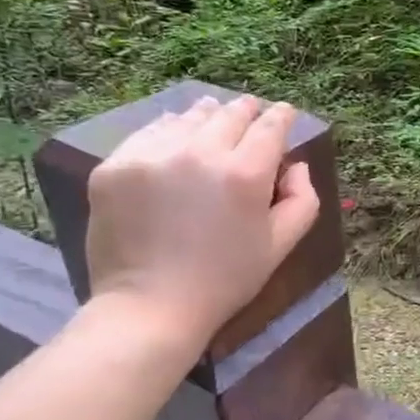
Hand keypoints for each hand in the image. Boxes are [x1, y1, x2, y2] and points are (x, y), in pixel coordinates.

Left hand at [84, 95, 319, 347]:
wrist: (150, 308)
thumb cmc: (224, 280)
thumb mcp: (280, 246)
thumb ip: (302, 200)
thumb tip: (295, 166)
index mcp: (245, 173)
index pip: (270, 126)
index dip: (281, 116)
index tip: (283, 112)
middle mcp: (200, 153)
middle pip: (230, 113)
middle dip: (246, 111)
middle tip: (250, 112)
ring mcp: (153, 155)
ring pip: (189, 117)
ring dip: (206, 116)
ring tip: (211, 119)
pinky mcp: (116, 165)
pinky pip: (149, 132)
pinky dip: (168, 131)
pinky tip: (174, 139)